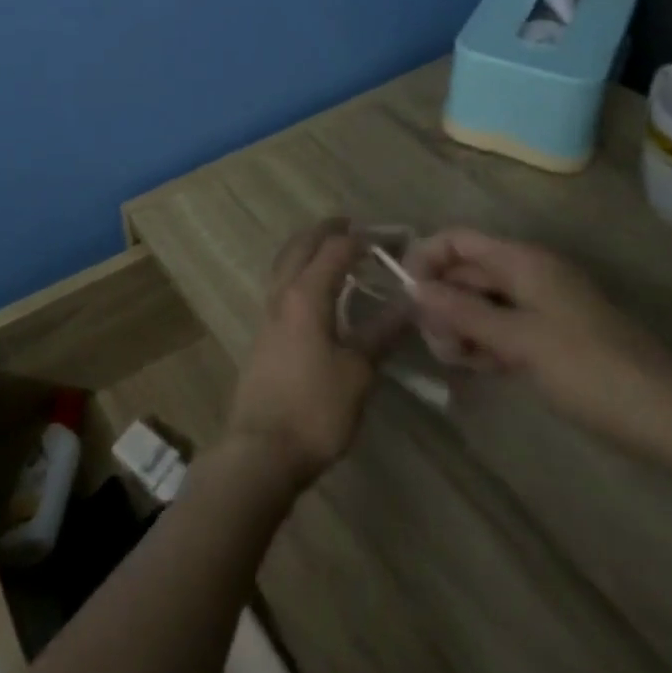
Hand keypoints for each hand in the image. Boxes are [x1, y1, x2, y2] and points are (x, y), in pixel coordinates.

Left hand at [224, 217, 400, 492]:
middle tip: (350, 225)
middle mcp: (281, 294)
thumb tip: (408, 303)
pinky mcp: (264, 332)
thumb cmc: (316, 408)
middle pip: (300, 247)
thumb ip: (380, 333)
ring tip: (332, 249)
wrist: (263, 446)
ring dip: (307, 249)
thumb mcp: (358, 372)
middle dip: (324, 231)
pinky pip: (281, 284)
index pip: (333, 250)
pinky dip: (298, 271)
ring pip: (285, 264)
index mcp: (304, 295)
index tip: (388, 237)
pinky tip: (314, 289)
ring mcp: (267, 312)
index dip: (360, 239)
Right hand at [407, 228, 671, 463]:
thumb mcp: (519, 341)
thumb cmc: (592, 372)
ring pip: (480, 304)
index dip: (426, 259)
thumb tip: (413, 288)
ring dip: (460, 327)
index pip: (457, 240)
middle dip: (442, 302)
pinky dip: (485, 343)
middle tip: (437, 345)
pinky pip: (502, 328)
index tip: (407, 296)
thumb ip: (462, 313)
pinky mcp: (552, 338)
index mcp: (523, 261)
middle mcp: (529, 275)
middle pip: (465, 273)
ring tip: (459, 362)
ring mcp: (542, 307)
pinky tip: (480, 369)